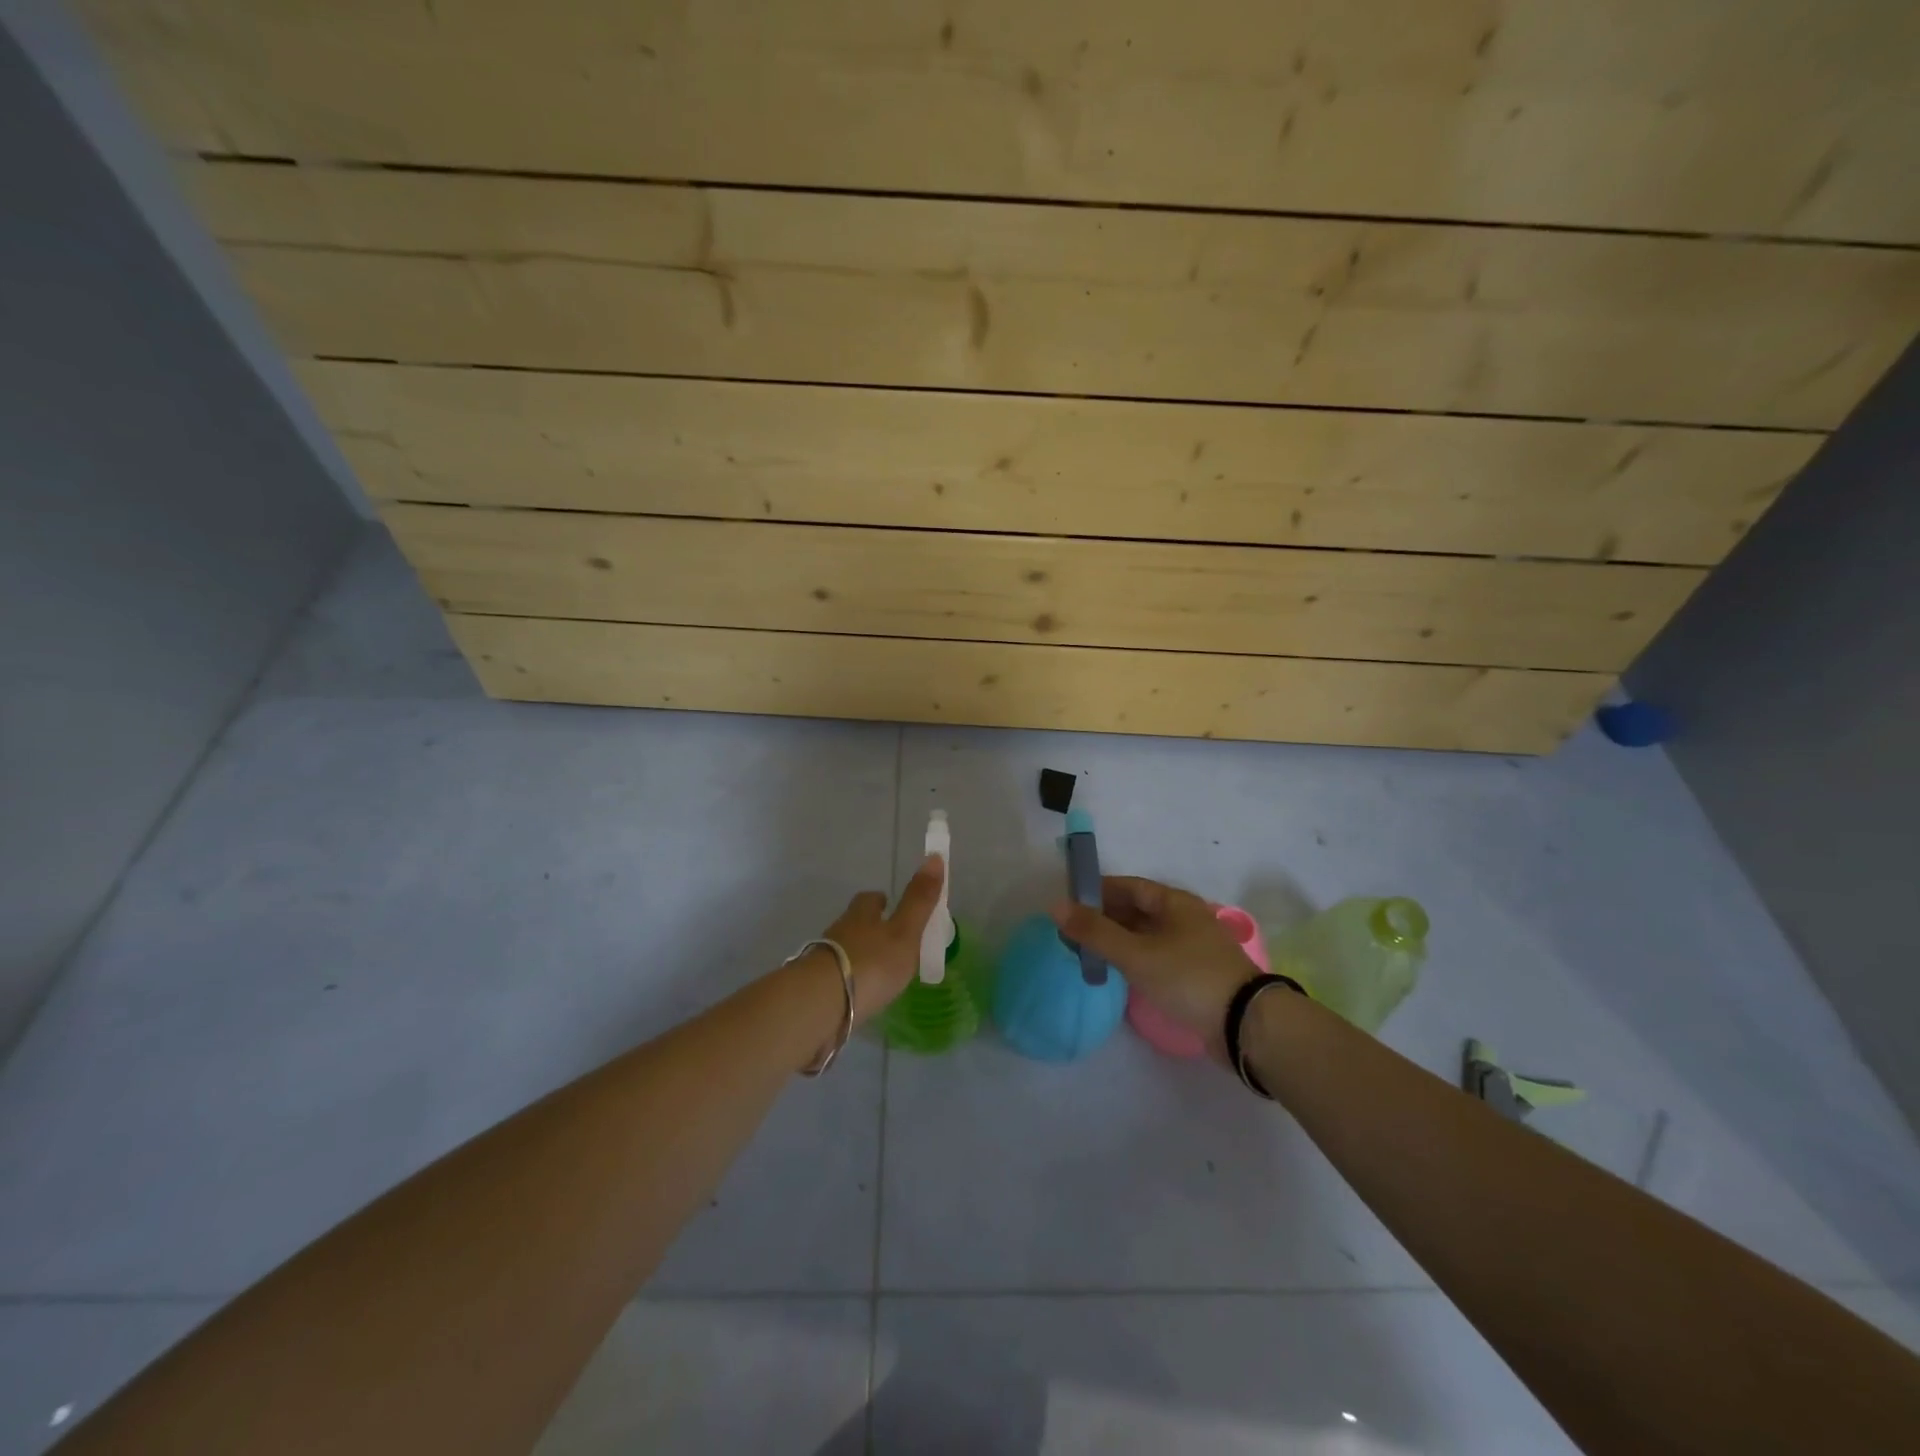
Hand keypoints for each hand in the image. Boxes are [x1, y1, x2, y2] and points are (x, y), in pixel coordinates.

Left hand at [815, 854, 945, 1026]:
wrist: (822, 1002)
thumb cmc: (871, 962)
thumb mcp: (904, 931)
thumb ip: (919, 899)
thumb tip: (934, 856)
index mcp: (862, 914)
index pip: (870, 899)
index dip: (881, 900)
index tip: (889, 904)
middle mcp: (840, 930)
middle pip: (855, 922)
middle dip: (869, 927)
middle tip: (887, 939)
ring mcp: (824, 958)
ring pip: (844, 948)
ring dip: (859, 953)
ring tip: (877, 968)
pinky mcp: (816, 985)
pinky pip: (836, 975)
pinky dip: (849, 978)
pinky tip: (859, 991)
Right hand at [1051, 876, 1252, 1058]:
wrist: (1245, 1024)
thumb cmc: (1188, 977)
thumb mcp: (1136, 954)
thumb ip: (1095, 931)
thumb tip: (1055, 906)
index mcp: (1174, 902)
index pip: (1128, 886)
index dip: (1097, 890)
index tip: (1068, 901)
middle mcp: (1184, 918)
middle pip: (1136, 910)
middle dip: (1103, 917)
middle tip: (1071, 931)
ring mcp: (1191, 947)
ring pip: (1145, 935)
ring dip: (1116, 940)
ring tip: (1085, 952)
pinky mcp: (1194, 974)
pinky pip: (1154, 957)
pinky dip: (1132, 959)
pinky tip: (1115, 971)